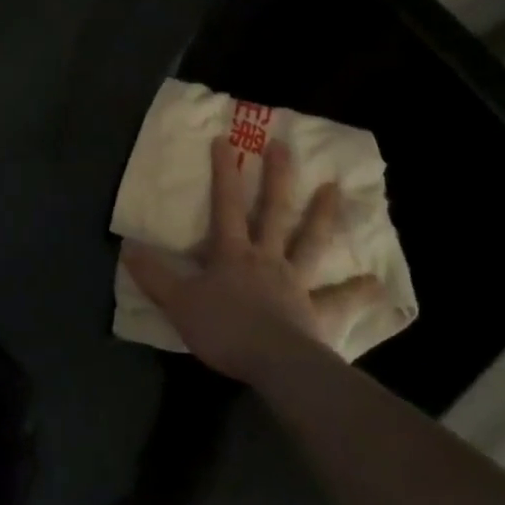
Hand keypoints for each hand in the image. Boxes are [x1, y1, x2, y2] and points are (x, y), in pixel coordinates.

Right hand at [125, 138, 380, 386]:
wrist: (275, 364)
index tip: (227, 140)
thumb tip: (127, 247)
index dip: (225, 172)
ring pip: (311, 242)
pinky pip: (338, 300)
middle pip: (274, 211)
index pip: (227, 205)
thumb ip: (154, 275)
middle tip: (286, 146)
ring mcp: (296, 283)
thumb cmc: (225, 330)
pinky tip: (376, 284)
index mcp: (233, 253)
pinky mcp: (317, 313)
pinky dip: (357, 292)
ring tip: (335, 189)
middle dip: (278, 177)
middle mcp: (267, 259)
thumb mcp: (178, 302)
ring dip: (323, 215)